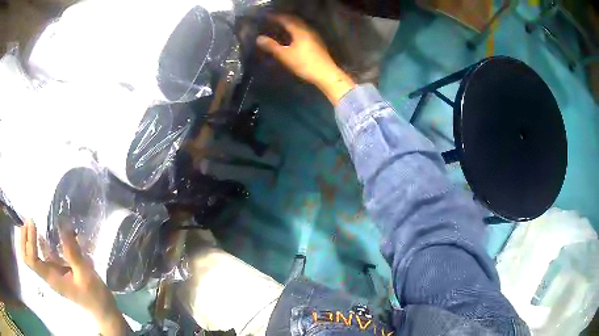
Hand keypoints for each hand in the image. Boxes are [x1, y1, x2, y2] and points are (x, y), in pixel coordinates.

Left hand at [20, 220, 127, 335]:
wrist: (101, 310)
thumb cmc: (94, 295)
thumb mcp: (85, 273)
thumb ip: (72, 250)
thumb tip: (62, 223)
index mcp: (51, 277)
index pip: (32, 260)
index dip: (29, 240)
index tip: (33, 222)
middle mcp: (47, 274)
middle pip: (26, 258)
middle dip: (23, 239)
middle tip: (27, 220)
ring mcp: (50, 273)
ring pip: (31, 256)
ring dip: (27, 239)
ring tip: (30, 222)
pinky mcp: (55, 270)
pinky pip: (40, 254)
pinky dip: (37, 242)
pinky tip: (41, 232)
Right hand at [257, 15, 354, 104]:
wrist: (326, 74)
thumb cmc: (304, 64)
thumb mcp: (285, 56)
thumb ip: (271, 46)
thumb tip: (259, 38)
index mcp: (299, 30)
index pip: (286, 19)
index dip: (275, 17)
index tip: (266, 17)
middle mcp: (308, 29)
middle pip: (295, 20)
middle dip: (284, 18)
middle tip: (274, 20)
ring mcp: (314, 35)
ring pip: (300, 25)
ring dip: (291, 23)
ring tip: (282, 26)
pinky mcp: (318, 42)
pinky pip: (304, 31)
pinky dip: (296, 29)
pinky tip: (293, 36)